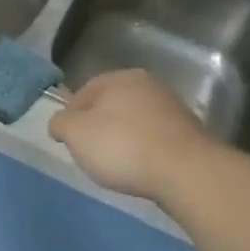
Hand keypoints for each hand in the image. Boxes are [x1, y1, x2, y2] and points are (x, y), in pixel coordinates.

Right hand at [48, 70, 214, 203]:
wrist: (186, 172)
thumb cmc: (123, 146)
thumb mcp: (75, 133)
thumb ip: (60, 123)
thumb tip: (59, 123)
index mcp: (121, 78)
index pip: (84, 91)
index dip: (71, 115)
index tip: (67, 140)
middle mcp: (149, 86)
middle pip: (111, 106)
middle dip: (98, 128)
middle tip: (89, 153)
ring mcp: (173, 109)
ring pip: (134, 123)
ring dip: (123, 140)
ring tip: (116, 166)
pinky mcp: (189, 134)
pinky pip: (155, 140)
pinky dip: (144, 152)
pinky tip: (141, 170)